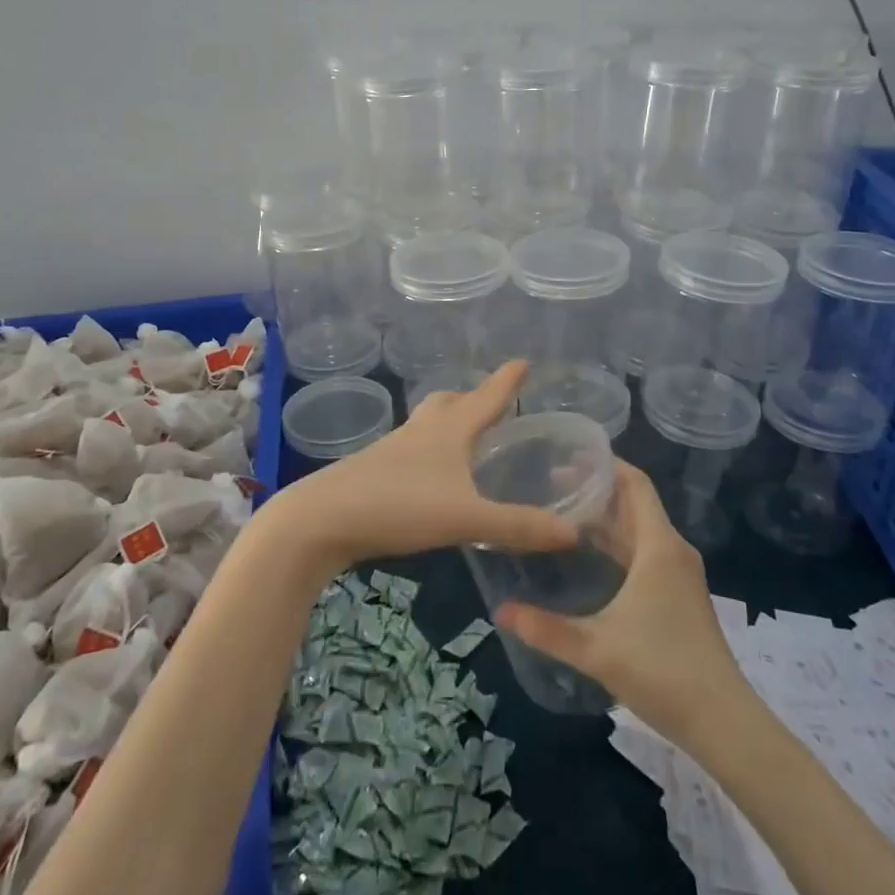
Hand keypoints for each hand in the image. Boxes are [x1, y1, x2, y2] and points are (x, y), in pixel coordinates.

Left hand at [282, 361, 578, 571]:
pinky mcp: (374, 471)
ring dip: (448, 423)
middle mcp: (421, 431)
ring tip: (464, 437)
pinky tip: (431, 476)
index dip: (507, 381)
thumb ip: (517, 526)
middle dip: (472, 398)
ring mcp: (393, 450)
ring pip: (427, 425)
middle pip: (450, 403)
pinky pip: (411, 450)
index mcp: (448, 431)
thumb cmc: (398, 505)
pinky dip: (429, 452)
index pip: (486, 398)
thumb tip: (573, 533)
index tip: (522, 361)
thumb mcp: (466, 518)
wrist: (321, 519)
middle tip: (490, 403)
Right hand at [495, 460, 745, 741]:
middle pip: (635, 504)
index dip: (606, 464)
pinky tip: (591, 556)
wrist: (723, 722)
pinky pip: (646, 552)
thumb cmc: (662, 671)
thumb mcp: (596, 649)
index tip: (569, 454)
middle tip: (550, 483)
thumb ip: (545, 628)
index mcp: (658, 547)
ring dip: (607, 518)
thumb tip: (499, 610)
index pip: (636, 484)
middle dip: (597, 490)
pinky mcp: (680, 595)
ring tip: (563, 512)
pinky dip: (618, 543)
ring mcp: (679, 574)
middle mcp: (672, 551)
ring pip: (640, 530)